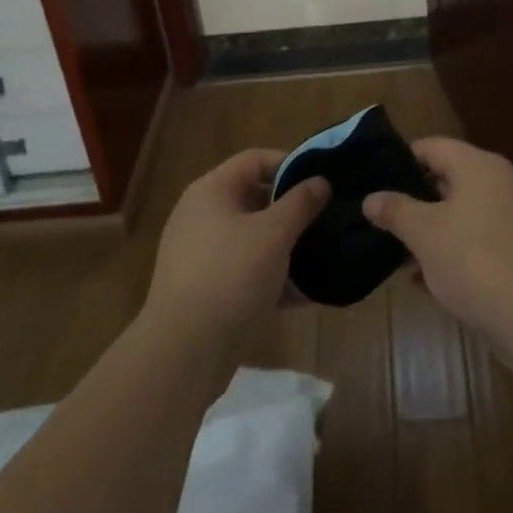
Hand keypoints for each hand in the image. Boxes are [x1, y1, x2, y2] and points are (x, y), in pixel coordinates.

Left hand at [145, 149, 328, 339]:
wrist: (184, 353)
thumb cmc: (231, 275)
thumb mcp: (274, 233)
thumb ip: (301, 202)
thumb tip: (321, 181)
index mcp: (211, 191)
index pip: (255, 159)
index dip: (291, 163)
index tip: (323, 179)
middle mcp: (201, 216)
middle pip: (255, 198)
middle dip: (293, 208)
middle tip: (328, 217)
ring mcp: (201, 255)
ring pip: (253, 238)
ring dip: (287, 245)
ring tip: (323, 254)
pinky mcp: (206, 291)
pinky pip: (246, 272)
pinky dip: (273, 277)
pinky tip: (306, 293)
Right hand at [363, 137, 512, 344]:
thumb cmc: (473, 260)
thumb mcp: (424, 234)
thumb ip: (396, 210)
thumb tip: (371, 198)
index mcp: (478, 165)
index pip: (432, 146)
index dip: (401, 160)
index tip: (374, 180)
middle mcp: (499, 181)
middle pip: (447, 178)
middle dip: (414, 200)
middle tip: (382, 218)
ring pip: (461, 212)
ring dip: (431, 230)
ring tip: (397, 253)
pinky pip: (477, 237)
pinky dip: (453, 249)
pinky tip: (426, 279)